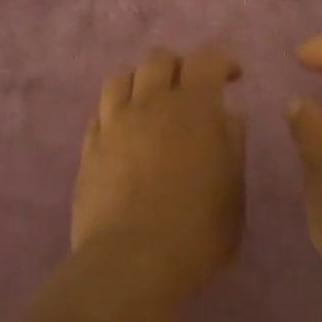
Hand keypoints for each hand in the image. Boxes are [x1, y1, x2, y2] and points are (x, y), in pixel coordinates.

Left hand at [72, 46, 246, 296]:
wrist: (131, 263)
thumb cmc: (196, 232)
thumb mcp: (233, 192)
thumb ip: (232, 145)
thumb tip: (228, 115)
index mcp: (192, 109)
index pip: (206, 58)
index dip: (222, 61)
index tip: (232, 78)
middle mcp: (149, 105)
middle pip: (158, 59)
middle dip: (179, 66)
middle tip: (191, 91)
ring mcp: (113, 124)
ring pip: (121, 78)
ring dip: (141, 82)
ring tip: (152, 105)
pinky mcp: (89, 148)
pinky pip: (99, 112)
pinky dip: (116, 111)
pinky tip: (125, 131)